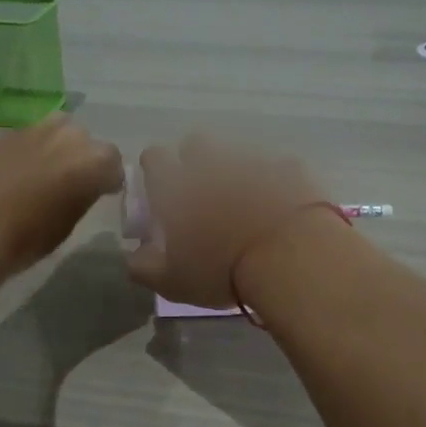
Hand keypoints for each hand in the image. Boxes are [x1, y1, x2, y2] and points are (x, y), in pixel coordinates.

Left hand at [0, 115, 122, 277]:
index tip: (101, 192)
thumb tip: (82, 187)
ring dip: (57, 146)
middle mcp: (68, 136)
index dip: (108, 179)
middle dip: (82, 158)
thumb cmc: (26, 239)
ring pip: (57, 129)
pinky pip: (27, 137)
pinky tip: (15, 172)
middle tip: (71, 182)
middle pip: (85, 141)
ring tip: (44, 171)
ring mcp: (33, 130)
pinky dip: (29, 150)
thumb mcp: (67, 224)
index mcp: (92, 162)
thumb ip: (82, 196)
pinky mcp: (3, 133)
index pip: (113, 163)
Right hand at [125, 136, 330, 307]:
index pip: (154, 158)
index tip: (161, 190)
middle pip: (195, 145)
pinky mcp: (290, 169)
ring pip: (237, 155)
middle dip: (195, 162)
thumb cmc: (222, 271)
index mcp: (176, 186)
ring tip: (245, 203)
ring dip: (236, 172)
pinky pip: (278, 168)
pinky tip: (280, 206)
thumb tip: (135, 256)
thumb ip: (144, 267)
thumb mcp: (172, 282)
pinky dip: (276, 182)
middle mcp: (211, 164)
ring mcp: (253, 163)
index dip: (155, 170)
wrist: (290, 257)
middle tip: (203, 195)